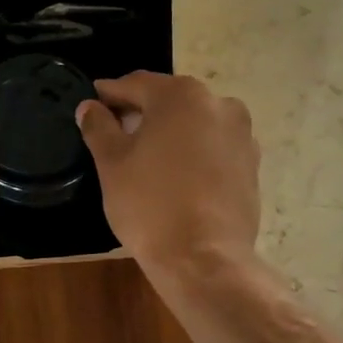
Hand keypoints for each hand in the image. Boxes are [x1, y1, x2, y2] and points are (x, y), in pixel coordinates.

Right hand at [76, 72, 260, 275]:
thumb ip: (99, 127)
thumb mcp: (111, 164)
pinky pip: (214, 148)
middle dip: (143, 112)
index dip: (111, 93)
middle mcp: (219, 104)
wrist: (203, 258)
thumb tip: (90, 106)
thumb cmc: (149, 204)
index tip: (94, 102)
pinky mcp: (252, 165)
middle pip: (170, 100)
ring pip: (195, 124)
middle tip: (116, 131)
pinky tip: (177, 176)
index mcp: (182, 96)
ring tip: (148, 157)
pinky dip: (194, 153)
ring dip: (171, 132)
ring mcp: (242, 135)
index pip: (137, 84)